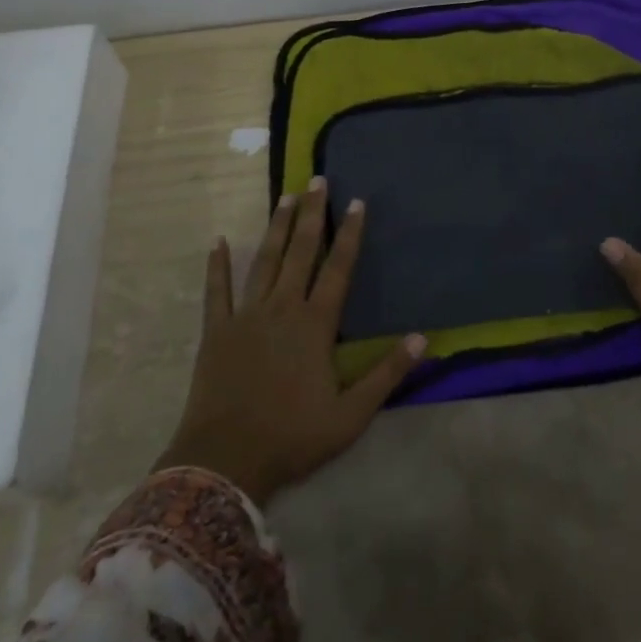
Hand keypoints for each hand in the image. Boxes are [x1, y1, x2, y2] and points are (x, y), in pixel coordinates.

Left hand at [154, 179, 425, 504]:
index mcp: (315, 325)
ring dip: (276, 228)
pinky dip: (218, 266)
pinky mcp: (217, 331)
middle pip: (300, 252)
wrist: (225, 462)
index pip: (338, 268)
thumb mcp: (351, 415)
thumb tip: (423, 338)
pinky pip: (217, 291)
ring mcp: (246, 316)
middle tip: (317, 180)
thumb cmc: (292, 437)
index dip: (350, 234)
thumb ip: (387, 374)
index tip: (356, 202)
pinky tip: (218, 242)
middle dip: (311, 214)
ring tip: (285, 197)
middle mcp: (282, 308)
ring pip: (264, 261)